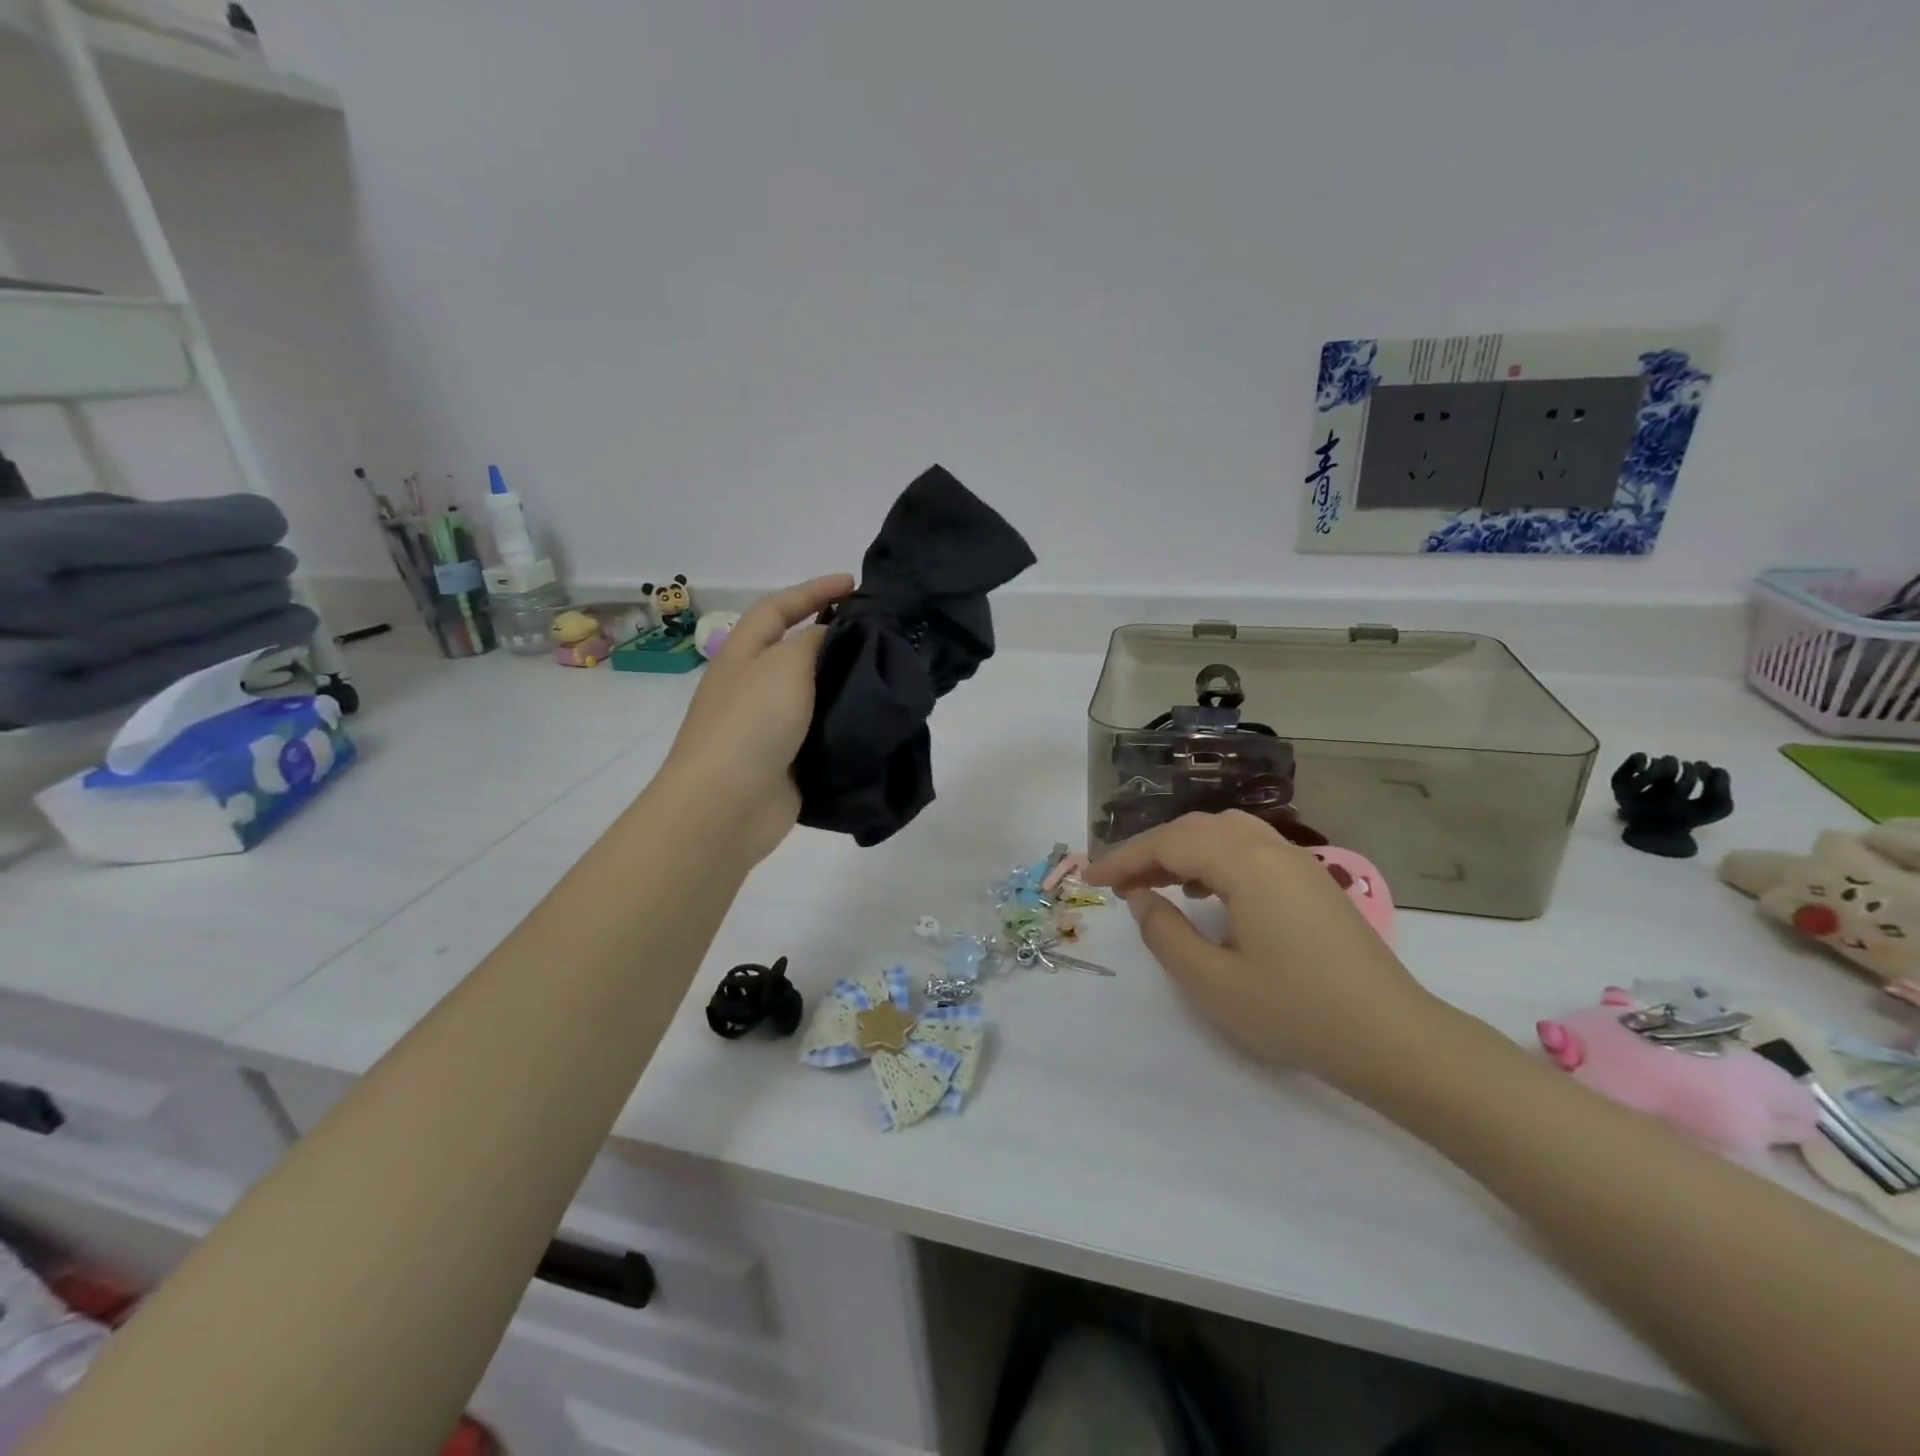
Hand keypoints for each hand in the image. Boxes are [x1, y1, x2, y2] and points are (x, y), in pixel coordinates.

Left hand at [656, 574, 853, 864]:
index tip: (854, 583)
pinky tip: (877, 718)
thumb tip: (832, 634)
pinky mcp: (790, 761)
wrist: (728, 805)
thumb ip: (813, 641)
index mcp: (743, 654)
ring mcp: (771, 727)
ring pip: (816, 694)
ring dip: (847, 681)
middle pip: (797, 650)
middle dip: (835, 635)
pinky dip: (847, 722)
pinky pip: (824, 732)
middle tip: (881, 630)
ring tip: (888, 672)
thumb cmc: (751, 723)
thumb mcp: (784, 665)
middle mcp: (755, 686)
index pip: (778, 609)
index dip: (813, 590)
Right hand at [1083, 811, 1438, 1086]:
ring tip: (1157, 883)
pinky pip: (1250, 849)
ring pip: (1225, 833)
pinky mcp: (1312, 882)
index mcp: (1246, 865)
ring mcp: (1298, 862)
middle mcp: (1272, 849)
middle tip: (1120, 884)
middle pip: (1197, 828)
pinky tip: (1207, 892)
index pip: (1169, 843)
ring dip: (1184, 849)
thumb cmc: (1296, 1012)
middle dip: (1151, 850)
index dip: (1125, 859)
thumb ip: (1165, 934)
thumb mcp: (1213, 982)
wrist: (1393, 1038)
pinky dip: (1216, 858)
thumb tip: (1141, 898)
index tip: (1092, 880)